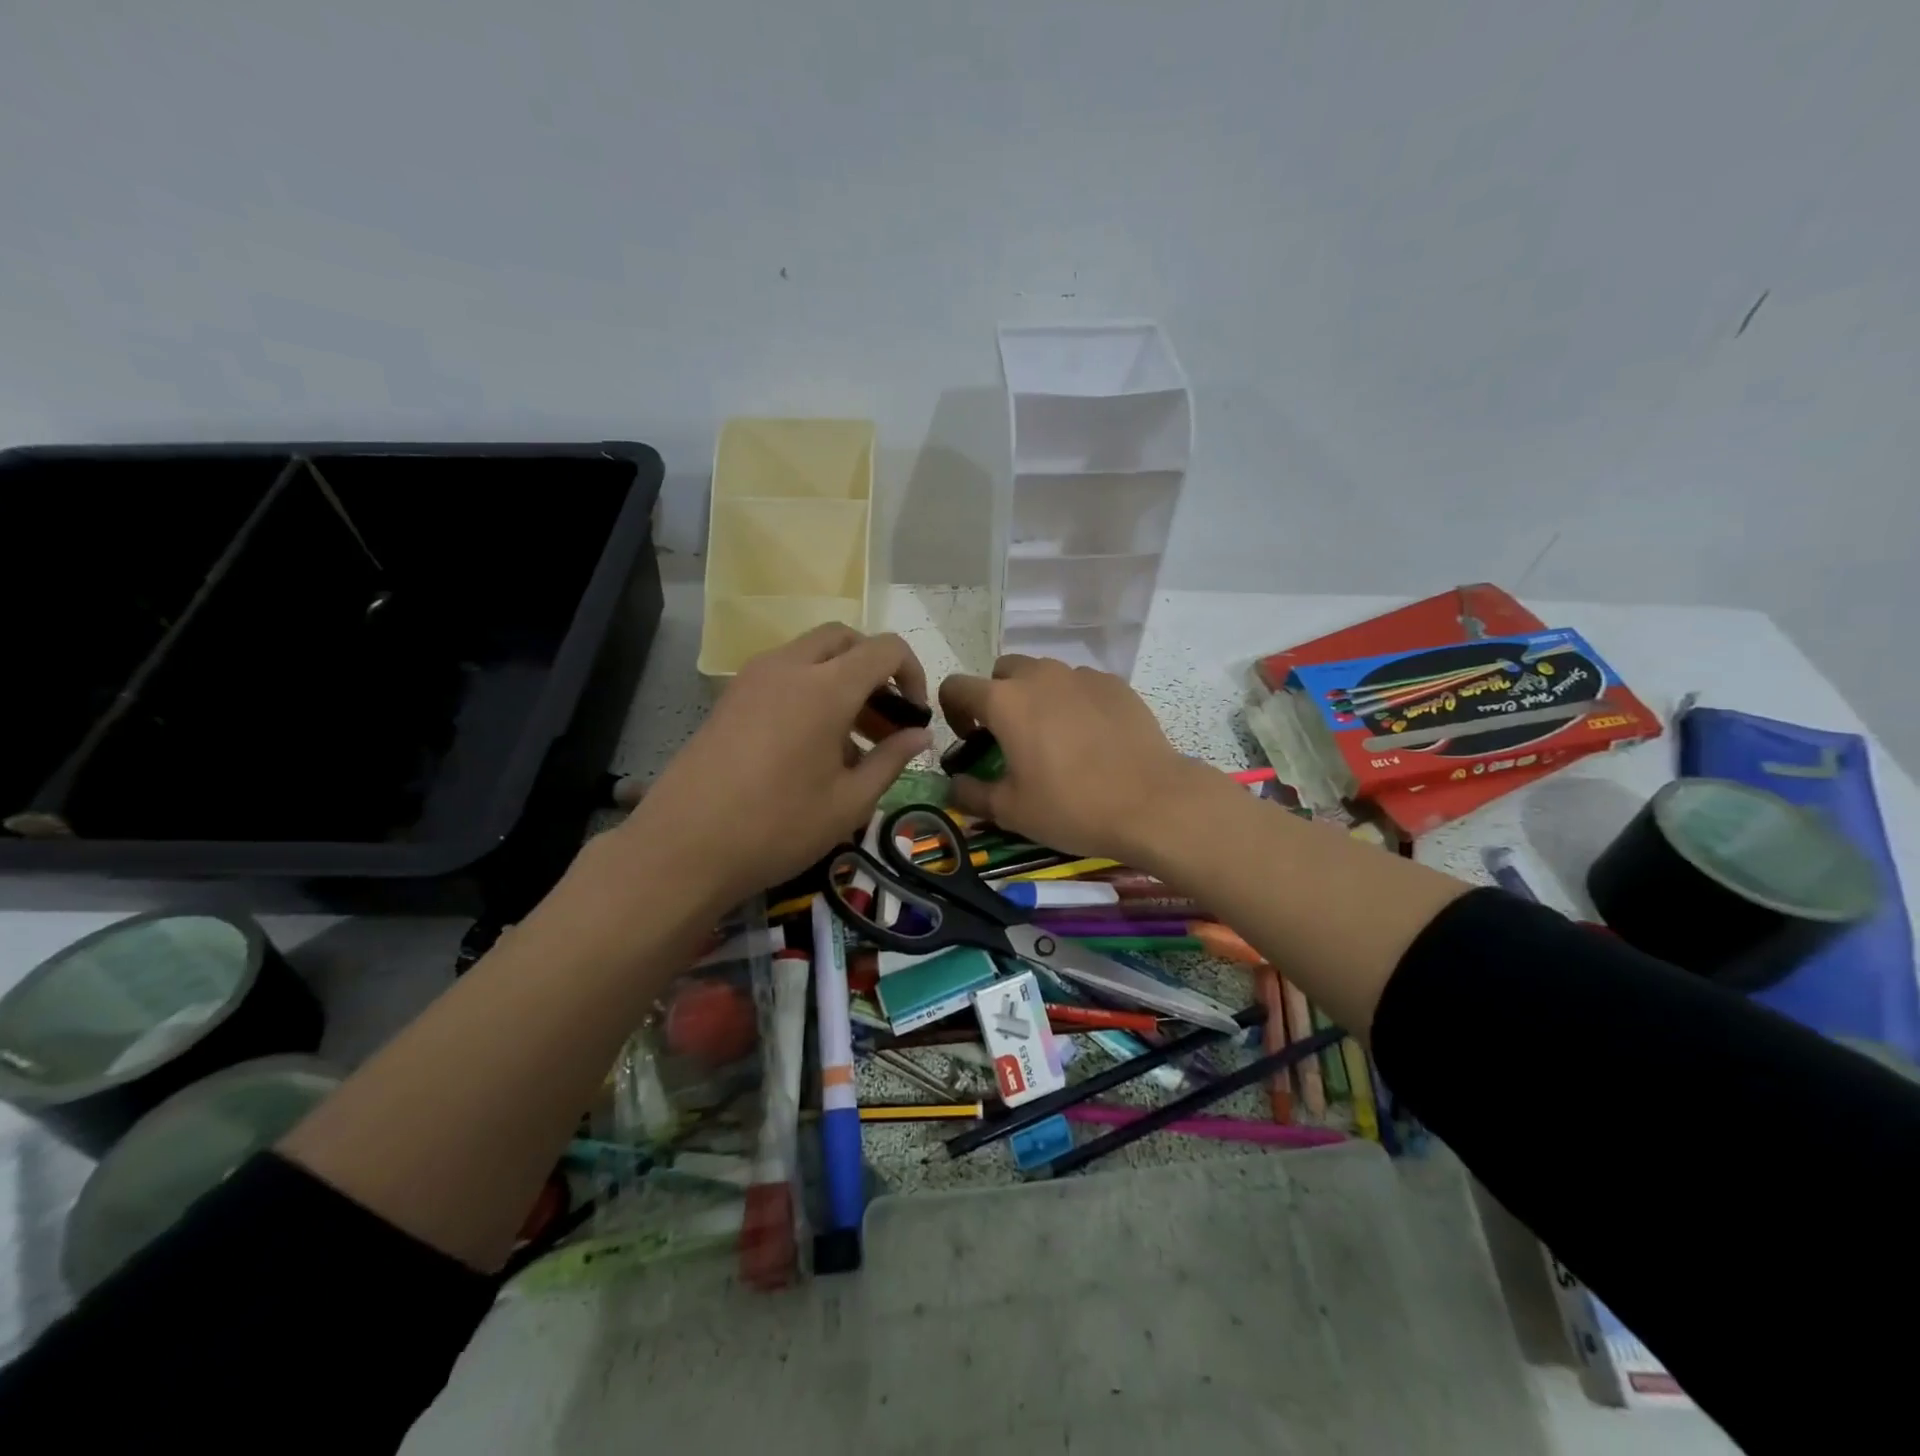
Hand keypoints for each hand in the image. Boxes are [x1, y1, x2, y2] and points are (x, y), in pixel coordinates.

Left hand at [610, 625, 931, 908]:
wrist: (683, 847)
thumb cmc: (778, 827)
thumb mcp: (850, 802)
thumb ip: (891, 760)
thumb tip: (921, 735)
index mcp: (826, 687)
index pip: (885, 649)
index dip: (912, 674)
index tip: (915, 717)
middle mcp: (789, 667)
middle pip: (845, 639)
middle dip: (875, 669)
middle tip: (886, 719)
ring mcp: (753, 678)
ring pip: (811, 654)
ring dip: (842, 679)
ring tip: (853, 742)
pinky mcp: (730, 697)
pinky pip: (783, 674)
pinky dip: (810, 690)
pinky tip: (812, 747)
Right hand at [938, 655, 1208, 861]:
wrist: (1152, 802)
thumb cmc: (1071, 806)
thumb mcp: (1011, 811)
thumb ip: (970, 794)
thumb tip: (953, 784)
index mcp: (1004, 701)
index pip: (957, 686)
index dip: (953, 711)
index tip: (969, 740)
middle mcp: (1039, 676)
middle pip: (1002, 671)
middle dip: (996, 697)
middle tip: (1010, 737)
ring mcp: (1081, 676)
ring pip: (1044, 674)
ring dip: (1035, 696)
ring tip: (1053, 737)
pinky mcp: (1115, 684)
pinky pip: (1080, 684)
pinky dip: (1073, 702)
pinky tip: (1090, 737)